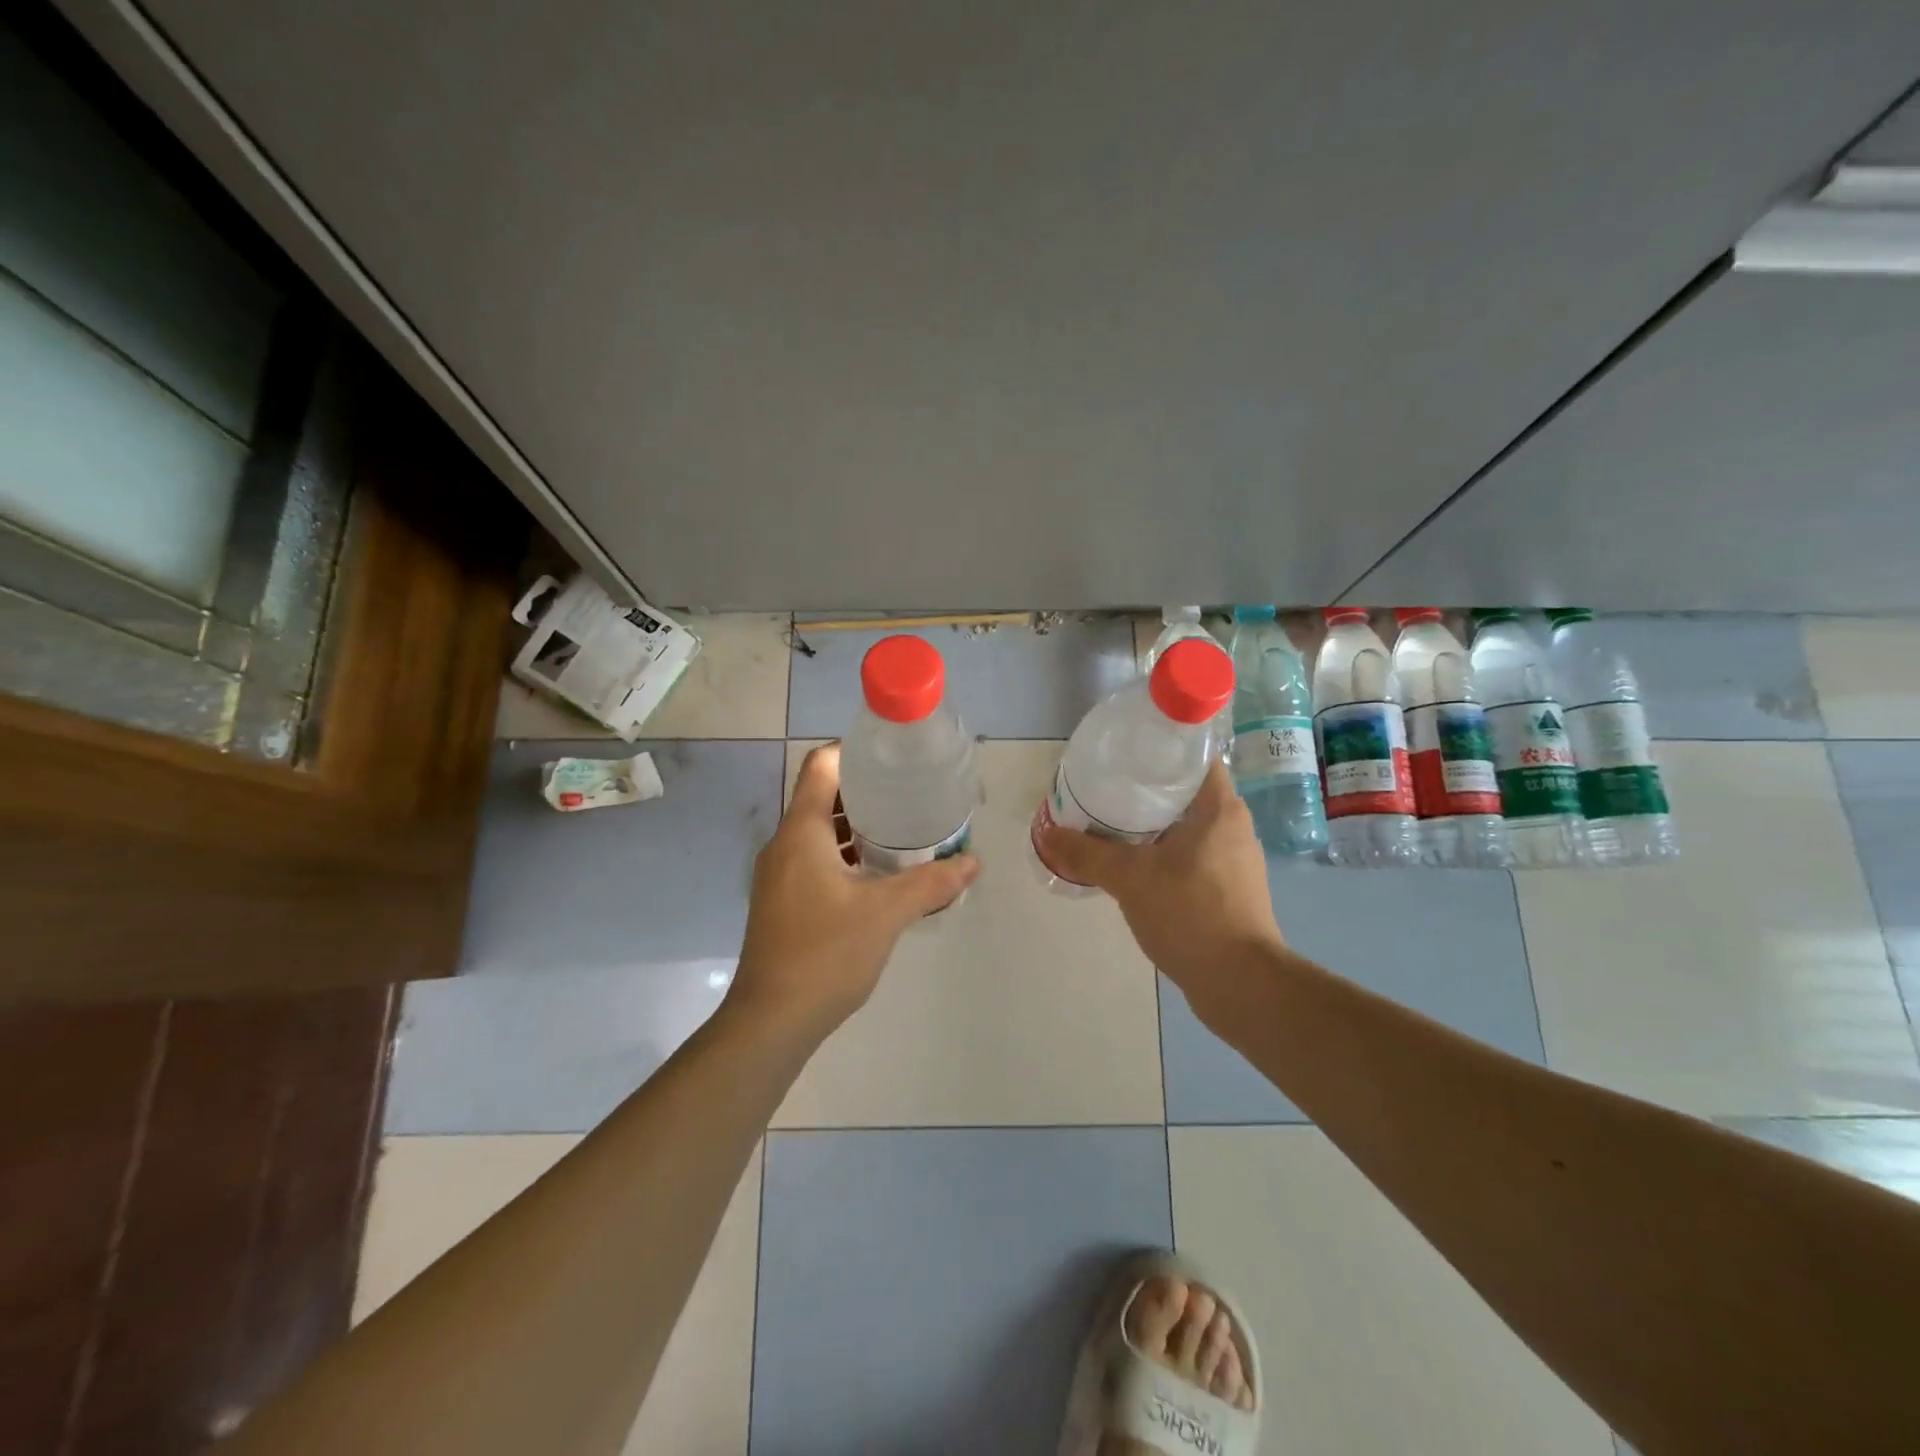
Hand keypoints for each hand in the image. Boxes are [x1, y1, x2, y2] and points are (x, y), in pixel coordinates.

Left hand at [727, 743, 978, 1039]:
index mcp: (801, 832)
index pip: (821, 765)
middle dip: (865, 791)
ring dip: (855, 826)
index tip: (892, 758)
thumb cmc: (826, 954)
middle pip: (821, 796)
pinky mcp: (782, 900)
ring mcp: (779, 874)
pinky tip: (877, 875)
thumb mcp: (887, 914)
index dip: (854, 751)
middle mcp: (784, 844)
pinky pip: (814, 859)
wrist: (772, 1021)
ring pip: (818, 831)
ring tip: (901, 830)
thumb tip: (973, 862)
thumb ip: (931, 884)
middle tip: (909, 793)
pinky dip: (844, 855)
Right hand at [1037, 761, 1284, 1017]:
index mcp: (1220, 808)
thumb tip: (1048, 834)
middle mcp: (1233, 827)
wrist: (1240, 984)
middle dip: (1145, 790)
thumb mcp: (1130, 878)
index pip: (1195, 758)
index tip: (1124, 755)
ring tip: (1110, 825)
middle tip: (1105, 789)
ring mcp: (1234, 861)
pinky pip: (1190, 857)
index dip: (1160, 749)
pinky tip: (1132, 868)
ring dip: (1152, 825)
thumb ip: (1087, 853)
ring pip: (1186, 828)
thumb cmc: (1191, 914)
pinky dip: (1162, 855)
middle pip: (1186, 792)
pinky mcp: (1229, 890)